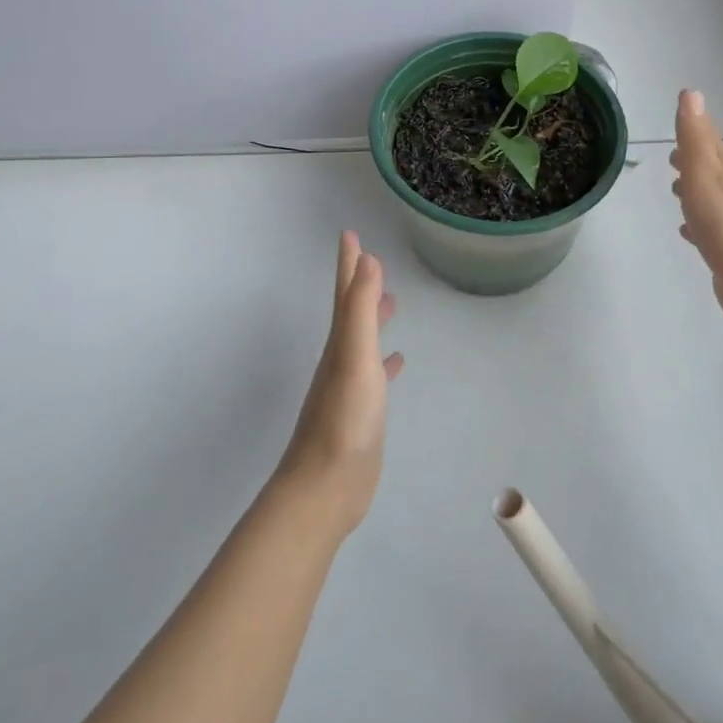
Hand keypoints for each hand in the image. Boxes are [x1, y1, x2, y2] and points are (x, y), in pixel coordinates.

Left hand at [275, 232, 404, 536]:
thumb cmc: (343, 420)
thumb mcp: (354, 356)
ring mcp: (350, 387)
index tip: (351, 233)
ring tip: (393, 303)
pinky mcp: (361, 413)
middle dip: (360, 284)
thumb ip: (361, 310)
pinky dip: (386, 362)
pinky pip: (375, 375)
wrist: (325, 489)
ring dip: (375, 318)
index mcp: (339, 343)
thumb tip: (367, 260)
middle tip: (372, 259)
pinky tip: (397, 362)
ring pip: (363, 340)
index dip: (349, 262)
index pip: (346, 292)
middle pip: (351, 311)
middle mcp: (341, 359)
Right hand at [672, 90, 722, 327]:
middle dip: (693, 159)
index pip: (709, 140)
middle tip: (673, 155)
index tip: (684, 111)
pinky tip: (687, 231)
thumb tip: (692, 93)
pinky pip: (707, 227)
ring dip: (693, 190)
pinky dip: (695, 222)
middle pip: (710, 168)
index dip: (697, 126)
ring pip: (709, 197)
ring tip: (675, 189)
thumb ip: (695, 138)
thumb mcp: (704, 175)